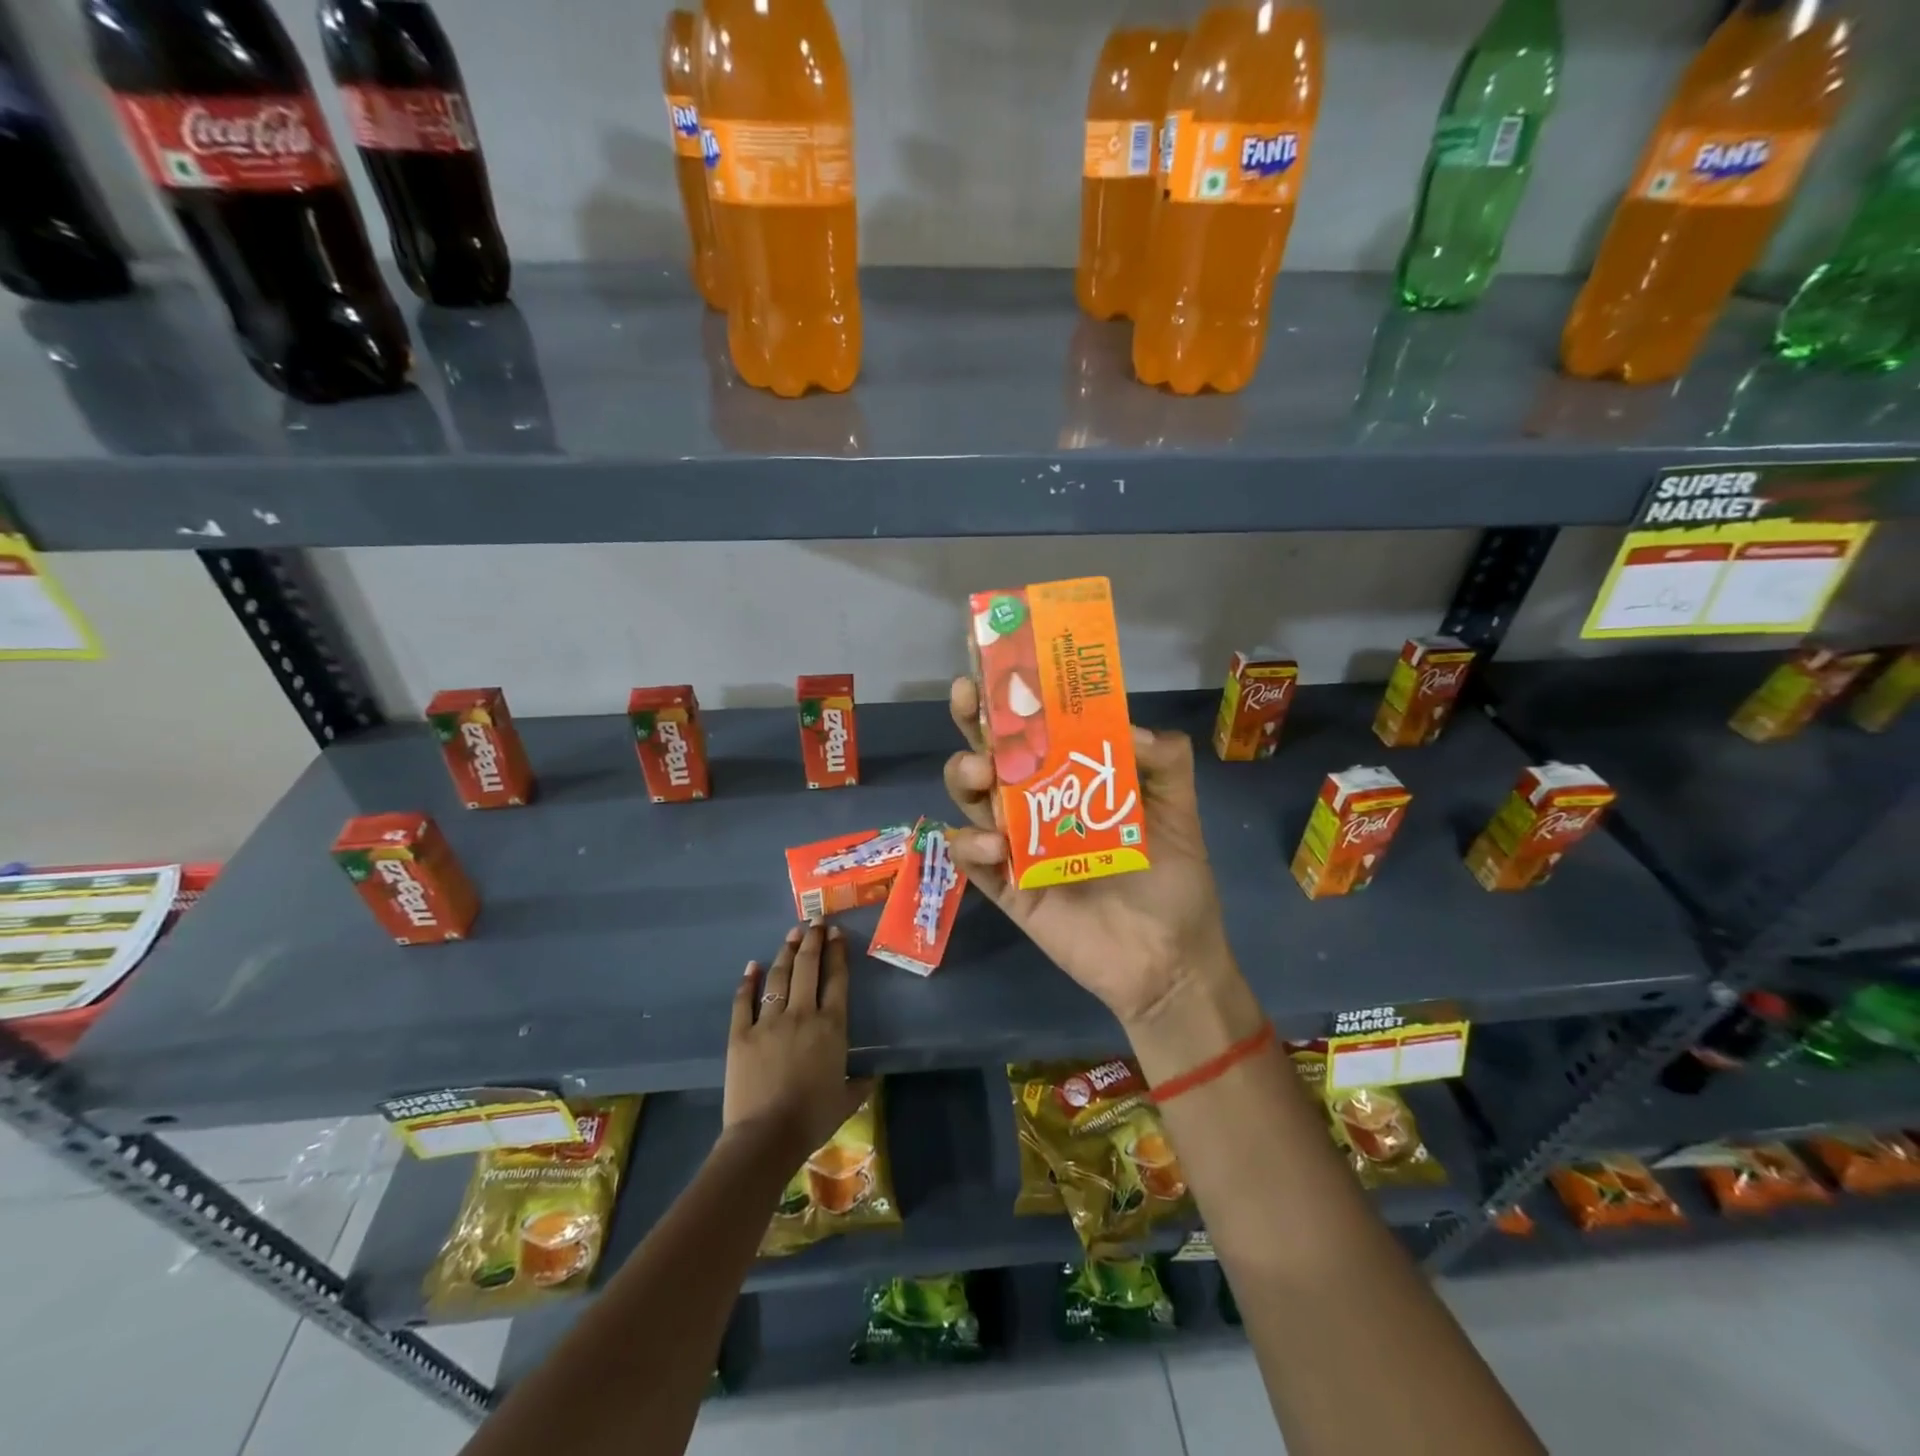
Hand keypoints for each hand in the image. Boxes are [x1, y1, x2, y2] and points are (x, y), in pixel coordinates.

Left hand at [724, 924, 868, 1162]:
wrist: (766, 1137)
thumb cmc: (812, 1119)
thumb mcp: (847, 1100)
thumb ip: (860, 1083)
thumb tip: (872, 1076)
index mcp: (832, 1026)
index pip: (837, 979)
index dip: (837, 952)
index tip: (836, 933)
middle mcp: (802, 1014)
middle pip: (807, 967)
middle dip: (812, 940)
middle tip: (814, 922)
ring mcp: (768, 1022)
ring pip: (778, 977)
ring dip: (785, 952)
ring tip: (791, 934)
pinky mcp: (740, 1034)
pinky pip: (744, 1001)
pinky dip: (748, 982)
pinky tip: (752, 967)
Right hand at [942, 675, 1234, 1027]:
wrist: (1170, 963)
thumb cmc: (1174, 884)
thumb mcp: (1180, 814)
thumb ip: (1167, 764)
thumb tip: (1133, 726)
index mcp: (1074, 780)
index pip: (1037, 729)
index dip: (1016, 696)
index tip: (1000, 660)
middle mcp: (1037, 805)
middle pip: (992, 754)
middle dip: (972, 721)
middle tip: (968, 695)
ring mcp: (1017, 846)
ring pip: (973, 800)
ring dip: (965, 776)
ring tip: (981, 770)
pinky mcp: (1007, 889)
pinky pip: (973, 863)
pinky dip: (970, 848)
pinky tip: (993, 845)